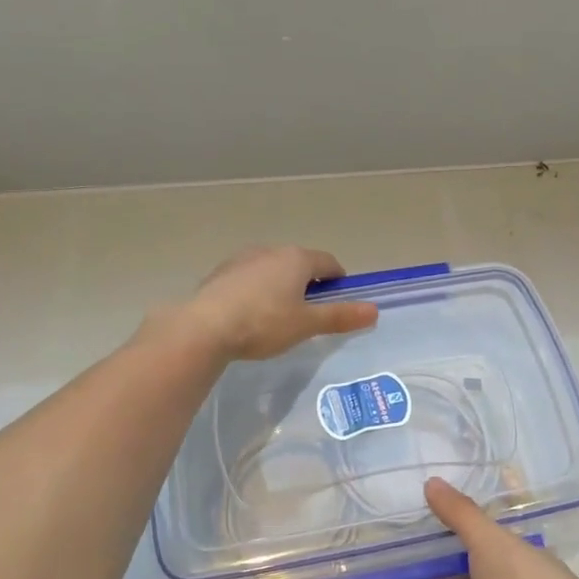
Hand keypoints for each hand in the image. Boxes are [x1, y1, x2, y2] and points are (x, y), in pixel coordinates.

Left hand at [177, 246, 378, 360]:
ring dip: (280, 286)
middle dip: (308, 284)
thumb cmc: (263, 323)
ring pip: (272, 269)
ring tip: (278, 317)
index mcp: (297, 259)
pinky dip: (255, 292)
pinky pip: (248, 279)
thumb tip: (374, 310)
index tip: (338, 301)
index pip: (328, 263)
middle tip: (309, 314)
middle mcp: (271, 250)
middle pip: (299, 263)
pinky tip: (249, 316)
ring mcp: (242, 259)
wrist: (204, 327)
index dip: (338, 280)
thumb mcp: (306, 324)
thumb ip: (340, 316)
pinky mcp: (220, 273)